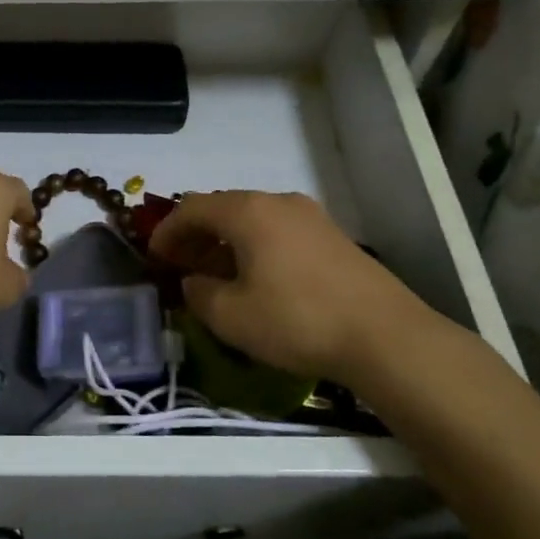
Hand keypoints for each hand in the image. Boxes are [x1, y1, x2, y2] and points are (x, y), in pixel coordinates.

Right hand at [149, 190, 442, 386]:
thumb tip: (194, 281)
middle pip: (223, 208)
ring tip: (215, 274)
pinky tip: (255, 278)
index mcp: (248, 212)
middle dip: (195, 235)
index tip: (153, 257)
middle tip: (180, 265)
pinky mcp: (332, 236)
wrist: (385, 336)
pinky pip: (278, 231)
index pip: (192, 207)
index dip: (166, 231)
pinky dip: (254, 246)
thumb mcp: (231, 316)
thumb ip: (199, 293)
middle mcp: (278, 202)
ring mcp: (310, 216)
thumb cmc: (297, 321)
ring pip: (252, 219)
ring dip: (225, 241)